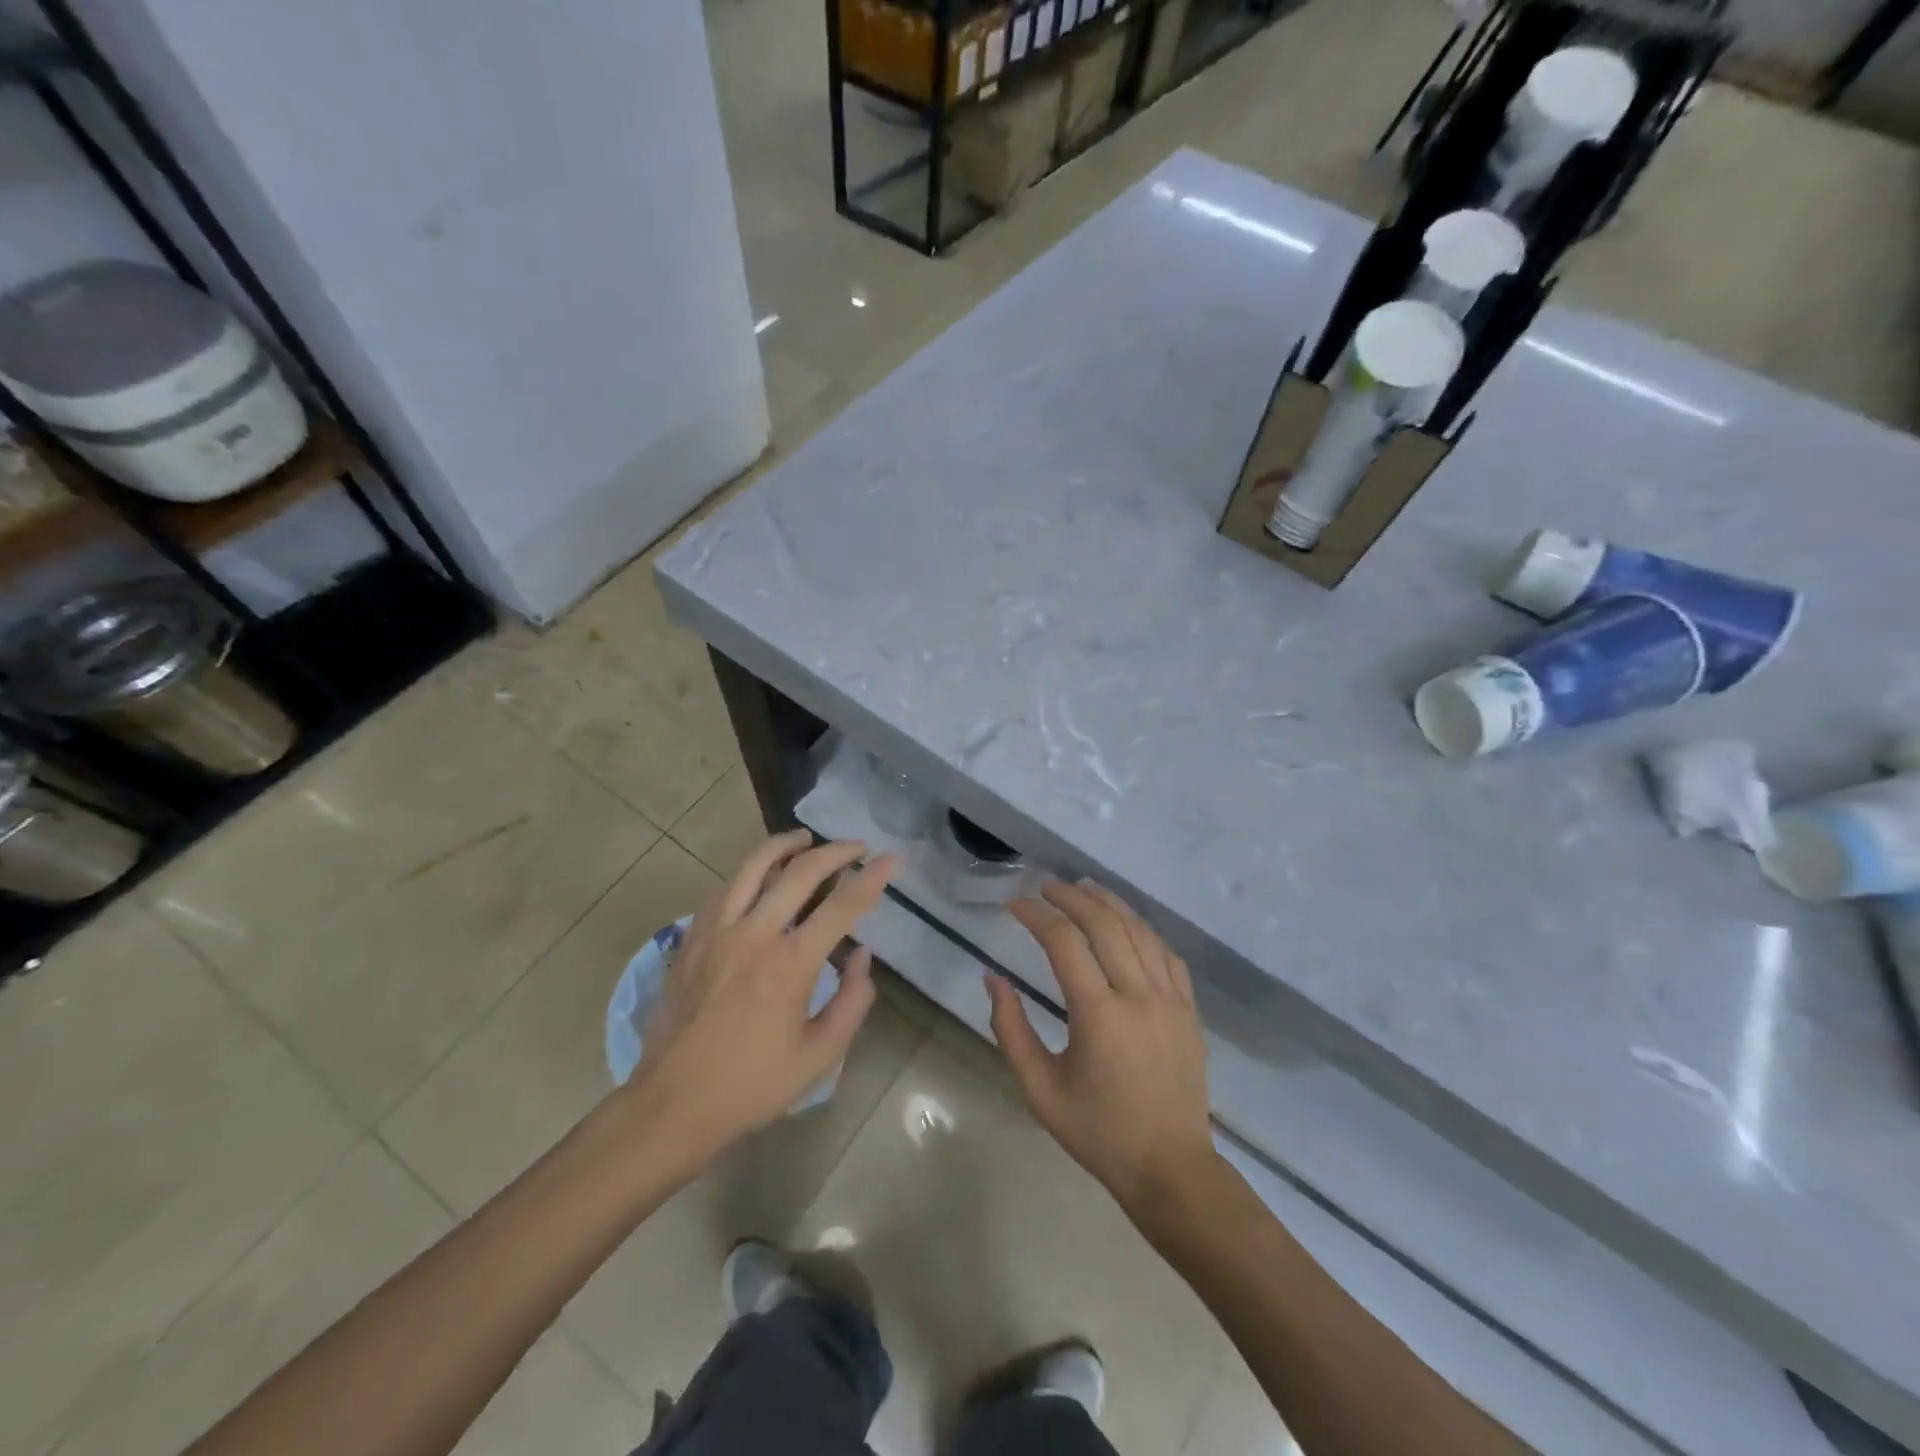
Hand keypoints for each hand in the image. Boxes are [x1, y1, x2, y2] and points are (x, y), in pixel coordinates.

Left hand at [628, 831, 896, 1163]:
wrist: (671, 1105)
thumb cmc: (752, 1085)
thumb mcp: (819, 1057)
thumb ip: (851, 1002)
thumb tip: (862, 955)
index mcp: (790, 965)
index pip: (842, 905)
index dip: (872, 878)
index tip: (891, 860)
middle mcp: (754, 934)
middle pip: (799, 872)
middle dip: (835, 852)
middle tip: (857, 847)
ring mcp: (717, 932)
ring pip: (753, 866)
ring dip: (784, 846)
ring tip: (805, 839)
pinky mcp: (692, 939)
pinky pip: (724, 888)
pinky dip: (749, 872)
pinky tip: (759, 875)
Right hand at [990, 881, 1218, 1216]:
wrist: (1170, 1168)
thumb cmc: (1098, 1132)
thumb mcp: (1039, 1089)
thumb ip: (1010, 1029)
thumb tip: (992, 979)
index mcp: (1099, 1015)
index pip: (1063, 942)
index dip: (1036, 915)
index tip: (1014, 905)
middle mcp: (1138, 995)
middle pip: (1104, 924)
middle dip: (1071, 897)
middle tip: (1045, 886)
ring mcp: (1170, 999)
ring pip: (1139, 931)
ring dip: (1108, 903)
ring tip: (1083, 887)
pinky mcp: (1189, 1009)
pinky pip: (1166, 953)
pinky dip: (1142, 928)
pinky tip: (1126, 922)